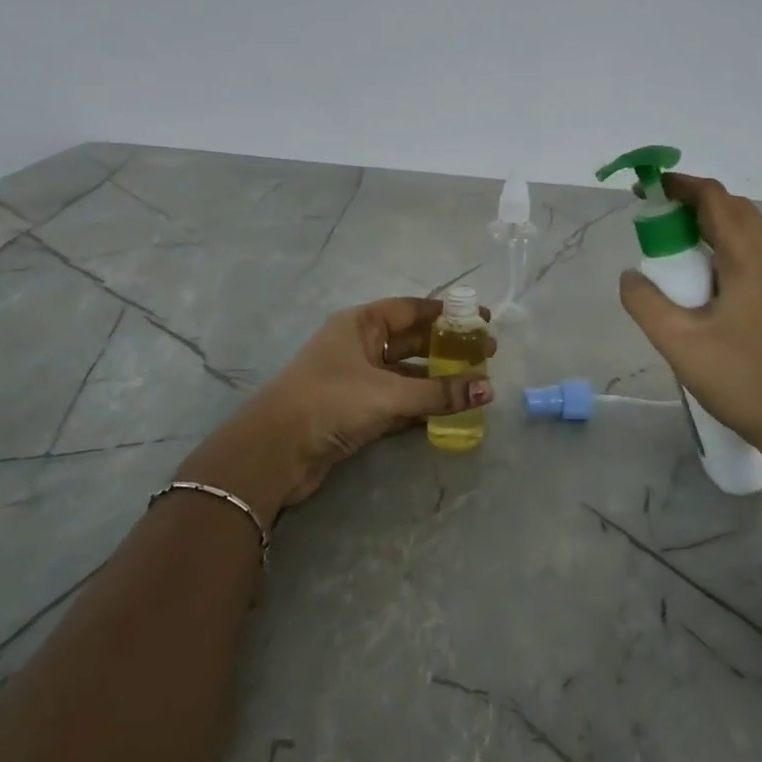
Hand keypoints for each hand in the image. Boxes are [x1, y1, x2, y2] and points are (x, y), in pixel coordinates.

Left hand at [178, 297, 495, 519]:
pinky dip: (422, 404)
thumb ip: (438, 392)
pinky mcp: (355, 411)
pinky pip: (398, 401)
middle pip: (412, 340)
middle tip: (486, 355)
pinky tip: (449, 411)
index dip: (447, 313)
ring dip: (437, 378)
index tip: (482, 319)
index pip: (412, 309)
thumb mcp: (388, 393)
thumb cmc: (330, 401)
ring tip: (475, 384)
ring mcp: (356, 379)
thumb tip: (486, 389)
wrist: (274, 452)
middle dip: (447, 347)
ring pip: (406, 373)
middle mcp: (359, 345)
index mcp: (360, 324)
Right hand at [618, 173, 761, 461]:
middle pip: (732, 206)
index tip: (647, 188)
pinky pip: (750, 248)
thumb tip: (631, 274)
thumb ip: (644, 300)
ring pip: (744, 227)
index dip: (680, 185)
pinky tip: (700, 270)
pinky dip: (722, 241)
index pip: (715, 199)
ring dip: (709, 220)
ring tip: (672, 239)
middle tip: (655, 214)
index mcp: (748, 258)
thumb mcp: (676, 341)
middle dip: (692, 200)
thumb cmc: (737, 377)